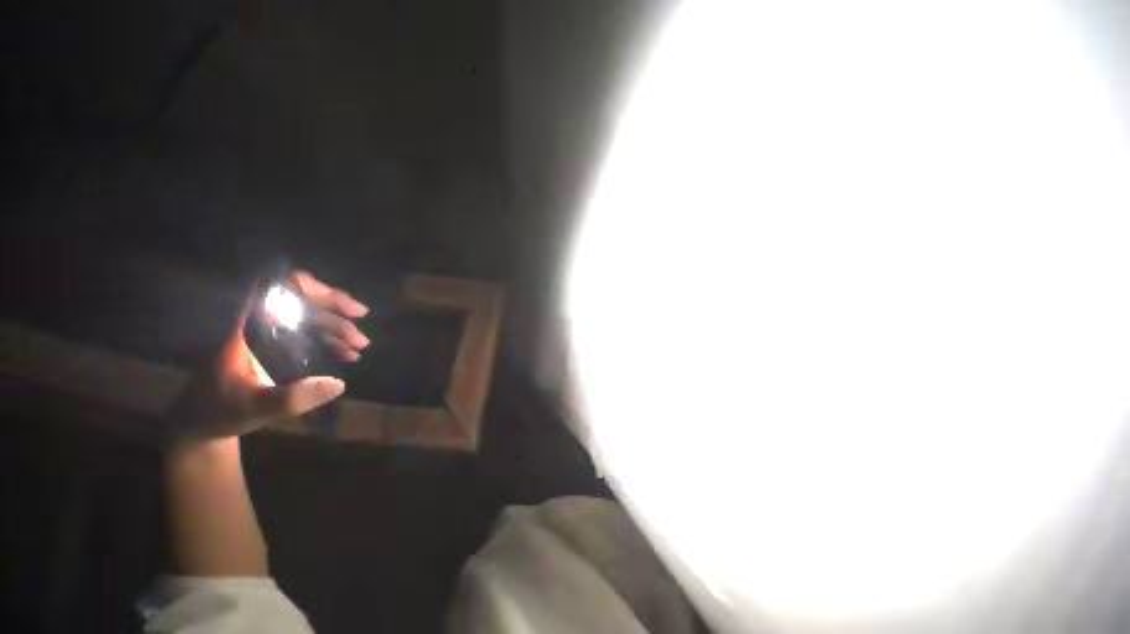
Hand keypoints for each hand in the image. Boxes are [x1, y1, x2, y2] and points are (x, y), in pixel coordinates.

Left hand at [165, 271, 369, 442]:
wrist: (204, 423)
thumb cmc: (220, 411)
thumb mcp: (254, 408)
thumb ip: (291, 398)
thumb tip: (338, 383)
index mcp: (245, 327)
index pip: (274, 288)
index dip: (307, 286)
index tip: (336, 299)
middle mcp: (259, 324)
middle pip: (300, 301)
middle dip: (335, 308)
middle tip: (362, 318)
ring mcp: (269, 336)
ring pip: (309, 319)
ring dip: (338, 328)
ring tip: (360, 346)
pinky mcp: (277, 349)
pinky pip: (309, 336)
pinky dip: (331, 341)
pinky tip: (348, 355)